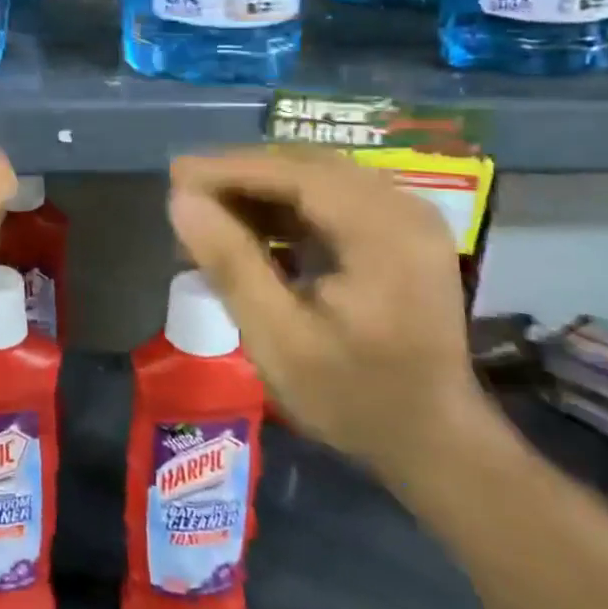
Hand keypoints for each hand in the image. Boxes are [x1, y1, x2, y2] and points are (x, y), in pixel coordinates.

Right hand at [166, 147, 488, 485]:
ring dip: (261, 190)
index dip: (229, 169)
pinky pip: (332, 199)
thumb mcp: (278, 339)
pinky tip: (250, 230)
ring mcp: (406, 217)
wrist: (433, 440)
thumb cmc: (353, 397)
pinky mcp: (398, 231)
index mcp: (384, 232)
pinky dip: (286, 207)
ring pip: (317, 178)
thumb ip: (230, 263)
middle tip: (185, 194)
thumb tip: (181, 201)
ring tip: (209, 214)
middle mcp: (403, 208)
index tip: (174, 173)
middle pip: (306, 167)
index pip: (295, 174)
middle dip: (241, 176)